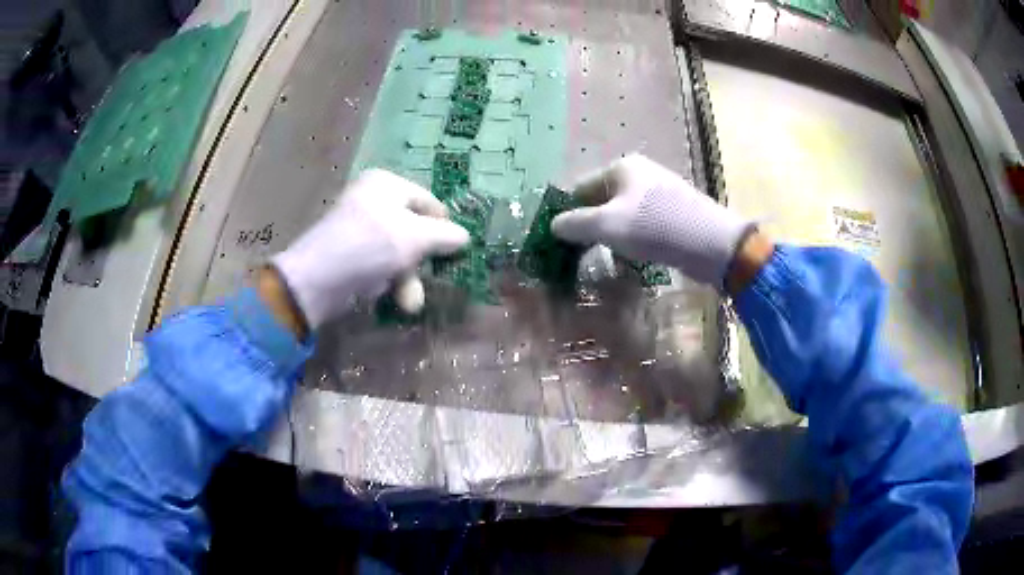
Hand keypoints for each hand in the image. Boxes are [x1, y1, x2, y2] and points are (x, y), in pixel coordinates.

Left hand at [272, 169, 469, 328]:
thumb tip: (465, 237)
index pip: (429, 202)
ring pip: (399, 252)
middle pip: (414, 229)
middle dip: (423, 260)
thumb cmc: (370, 246)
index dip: (444, 227)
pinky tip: (393, 299)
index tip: (456, 252)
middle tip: (432, 277)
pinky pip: (380, 264)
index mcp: (386, 183)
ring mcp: (360, 228)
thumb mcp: (416, 237)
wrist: (317, 280)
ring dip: (408, 279)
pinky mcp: (350, 254)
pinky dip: (389, 281)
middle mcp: (372, 200)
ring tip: (409, 303)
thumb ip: (445, 236)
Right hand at [552, 154, 755, 288]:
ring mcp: (659, 192)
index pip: (580, 188)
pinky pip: (641, 224)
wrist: (712, 244)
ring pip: (622, 214)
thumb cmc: (655, 227)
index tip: (557, 241)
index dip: (566, 213)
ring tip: (605, 258)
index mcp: (621, 168)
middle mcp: (639, 174)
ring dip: (610, 236)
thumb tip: (554, 225)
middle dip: (589, 227)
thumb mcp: (607, 226)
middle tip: (578, 254)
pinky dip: (632, 239)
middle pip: (601, 200)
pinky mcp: (673, 211)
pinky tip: (632, 256)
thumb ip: (575, 224)